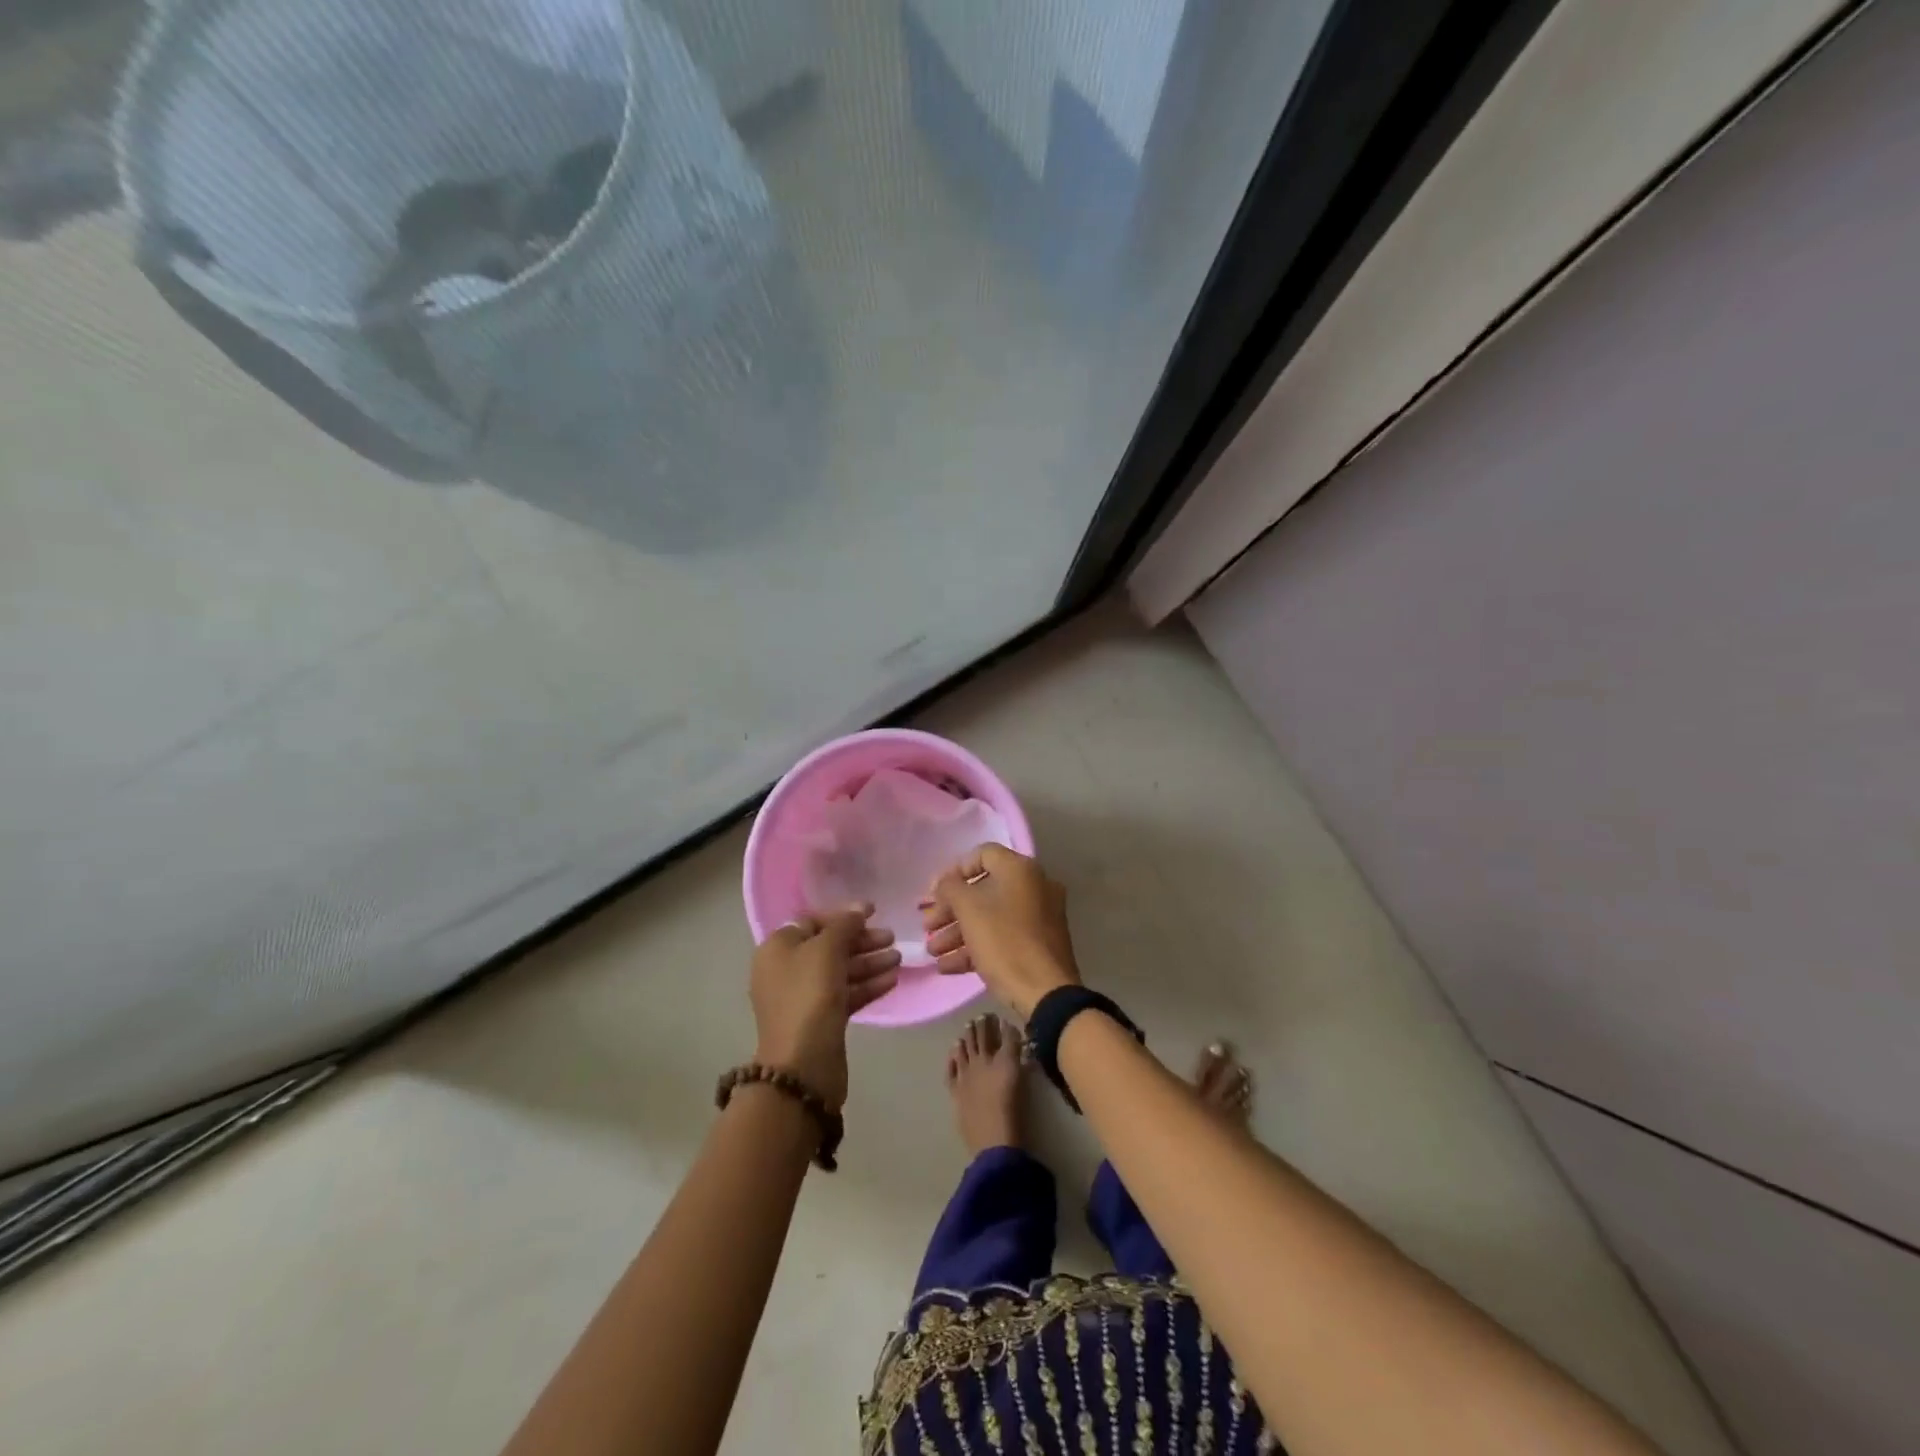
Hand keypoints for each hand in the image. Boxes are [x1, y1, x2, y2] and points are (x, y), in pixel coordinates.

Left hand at [751, 905, 899, 1110]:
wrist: (803, 1065)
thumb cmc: (809, 996)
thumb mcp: (826, 950)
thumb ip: (844, 925)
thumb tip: (859, 909)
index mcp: (777, 949)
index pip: (812, 922)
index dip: (843, 915)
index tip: (874, 912)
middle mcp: (786, 970)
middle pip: (829, 946)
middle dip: (861, 941)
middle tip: (892, 938)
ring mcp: (803, 998)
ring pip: (840, 971)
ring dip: (869, 963)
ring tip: (898, 959)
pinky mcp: (820, 1020)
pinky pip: (845, 994)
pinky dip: (867, 986)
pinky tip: (892, 980)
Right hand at [920, 845, 1080, 1019]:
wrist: (1045, 993)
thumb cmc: (1004, 941)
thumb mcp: (969, 909)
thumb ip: (950, 888)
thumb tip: (945, 883)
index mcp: (1020, 869)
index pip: (981, 855)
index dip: (952, 872)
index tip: (933, 894)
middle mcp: (1034, 886)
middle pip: (983, 889)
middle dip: (950, 909)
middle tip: (927, 926)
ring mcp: (1039, 917)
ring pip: (990, 916)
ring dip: (957, 932)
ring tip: (933, 952)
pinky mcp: (1038, 944)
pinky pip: (1003, 937)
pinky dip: (976, 947)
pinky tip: (948, 966)